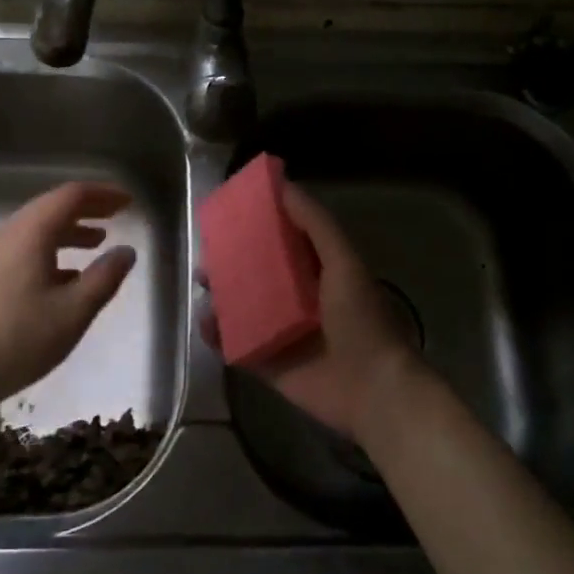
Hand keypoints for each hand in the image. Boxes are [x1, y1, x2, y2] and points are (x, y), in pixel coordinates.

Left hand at [0, 181, 136, 415]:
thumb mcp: (72, 313)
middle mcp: (7, 234)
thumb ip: (104, 278)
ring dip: (68, 232)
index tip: (128, 201)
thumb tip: (126, 251)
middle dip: (86, 210)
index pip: (71, 195)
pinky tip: (62, 279)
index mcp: (30, 233)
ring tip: (96, 244)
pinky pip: (21, 250)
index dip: (103, 194)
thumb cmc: (14, 340)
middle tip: (116, 216)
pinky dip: (49, 252)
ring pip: (34, 231)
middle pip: (50, 208)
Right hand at [203, 181, 427, 441]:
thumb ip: (314, 223)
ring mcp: (279, 332)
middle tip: (208, 254)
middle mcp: (296, 299)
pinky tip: (205, 322)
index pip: (281, 241)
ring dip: (220, 295)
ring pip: (241, 307)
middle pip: (255, 274)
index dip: (257, 226)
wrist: (371, 388)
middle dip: (230, 262)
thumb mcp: (342, 261)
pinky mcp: (267, 362)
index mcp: (317, 272)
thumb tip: (283, 185)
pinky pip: (235, 344)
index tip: (230, 213)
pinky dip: (217, 334)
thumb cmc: (359, 319)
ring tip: (203, 284)